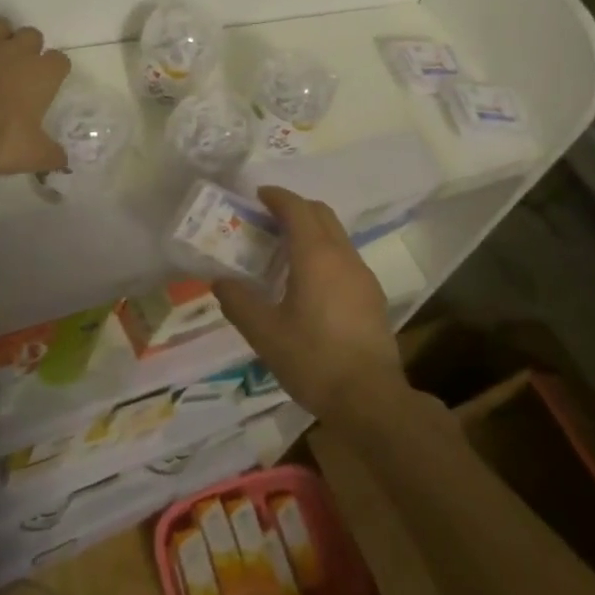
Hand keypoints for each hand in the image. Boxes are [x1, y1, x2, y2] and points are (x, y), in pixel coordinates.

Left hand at [0, 11, 71, 174]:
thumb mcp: (28, 155)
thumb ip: (49, 155)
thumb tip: (63, 161)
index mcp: (41, 75)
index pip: (61, 61)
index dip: (55, 70)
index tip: (46, 83)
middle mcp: (17, 50)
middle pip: (33, 35)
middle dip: (26, 47)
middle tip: (14, 69)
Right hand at [213, 187, 408, 425]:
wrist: (370, 399)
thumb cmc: (313, 360)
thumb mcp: (264, 333)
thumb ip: (239, 302)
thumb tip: (221, 281)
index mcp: (316, 256)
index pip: (297, 208)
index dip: (277, 197)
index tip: (258, 196)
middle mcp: (343, 256)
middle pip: (321, 214)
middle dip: (295, 208)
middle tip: (267, 220)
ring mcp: (363, 275)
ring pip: (336, 235)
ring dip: (311, 231)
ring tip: (284, 252)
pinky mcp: (373, 296)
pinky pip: (345, 258)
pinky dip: (325, 253)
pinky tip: (309, 283)